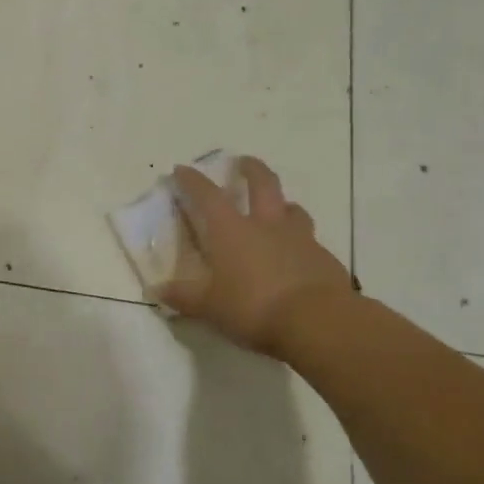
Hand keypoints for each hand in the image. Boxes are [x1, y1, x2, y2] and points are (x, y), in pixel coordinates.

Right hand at [155, 156, 351, 357]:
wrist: (318, 322)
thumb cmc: (254, 307)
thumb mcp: (210, 307)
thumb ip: (184, 297)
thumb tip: (158, 291)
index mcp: (232, 230)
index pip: (207, 195)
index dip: (193, 181)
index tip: (182, 169)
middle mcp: (266, 225)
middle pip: (262, 184)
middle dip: (252, 169)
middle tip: (244, 161)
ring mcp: (300, 239)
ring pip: (293, 210)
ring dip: (284, 205)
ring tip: (279, 210)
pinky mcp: (325, 260)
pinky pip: (312, 243)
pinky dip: (302, 244)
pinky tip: (300, 258)